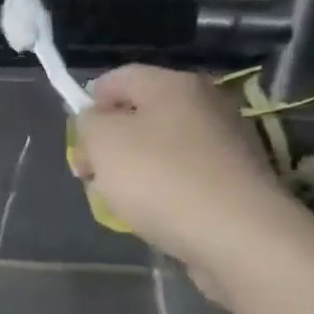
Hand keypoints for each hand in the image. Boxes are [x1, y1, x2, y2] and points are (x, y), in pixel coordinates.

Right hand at [70, 65, 304, 296]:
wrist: (237, 235)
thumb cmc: (160, 178)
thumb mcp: (103, 142)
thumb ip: (89, 123)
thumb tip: (96, 121)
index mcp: (173, 84)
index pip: (119, 78)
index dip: (89, 103)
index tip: (77, 140)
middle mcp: (206, 104)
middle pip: (141, 114)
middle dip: (110, 142)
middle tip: (91, 174)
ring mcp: (227, 142)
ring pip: (162, 147)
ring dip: (135, 169)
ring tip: (120, 200)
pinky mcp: (236, 180)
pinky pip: (185, 176)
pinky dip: (164, 190)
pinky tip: (155, 214)